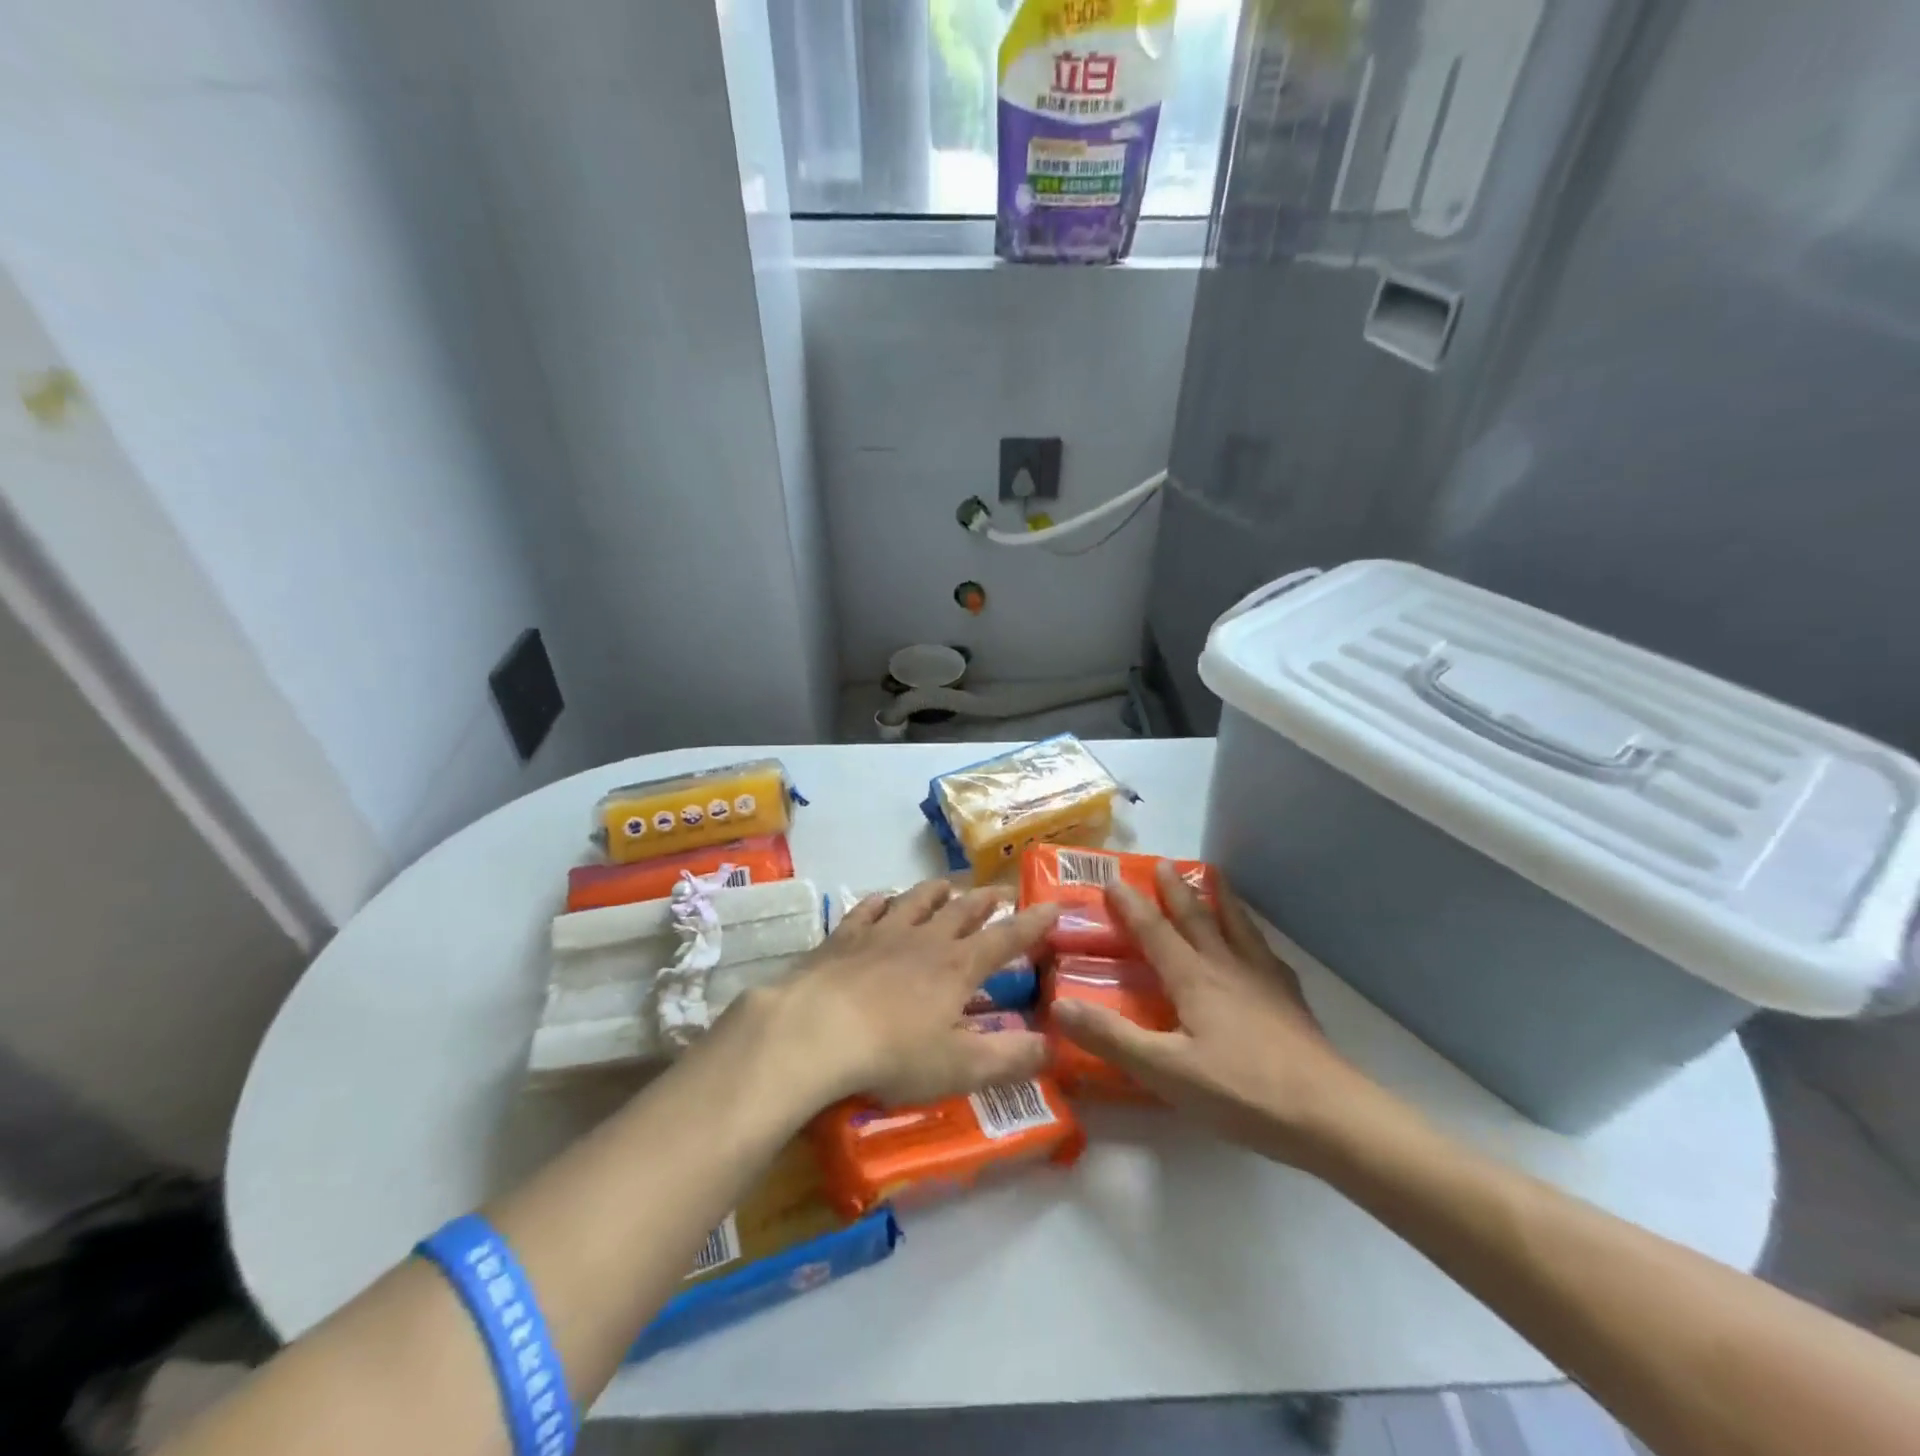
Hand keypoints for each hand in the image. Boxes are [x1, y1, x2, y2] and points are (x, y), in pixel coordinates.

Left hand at [746, 880, 1058, 1109]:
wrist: (815, 1030)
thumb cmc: (893, 1053)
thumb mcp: (961, 1068)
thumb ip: (1011, 1059)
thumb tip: (1055, 1047)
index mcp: (959, 966)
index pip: (1007, 937)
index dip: (1034, 923)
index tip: (1054, 905)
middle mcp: (925, 938)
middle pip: (964, 909)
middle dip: (987, 899)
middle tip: (1001, 891)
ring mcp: (882, 931)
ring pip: (918, 898)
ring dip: (939, 891)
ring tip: (949, 886)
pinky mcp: (844, 936)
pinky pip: (869, 907)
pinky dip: (883, 900)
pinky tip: (883, 899)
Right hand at [1049, 862, 1382, 1166]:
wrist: (1330, 1117)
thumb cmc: (1241, 1092)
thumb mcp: (1165, 1070)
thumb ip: (1112, 1037)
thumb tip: (1059, 1005)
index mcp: (1194, 978)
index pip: (1155, 931)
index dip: (1131, 905)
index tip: (1112, 878)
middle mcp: (1228, 967)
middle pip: (1197, 918)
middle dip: (1175, 890)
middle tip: (1163, 863)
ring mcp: (1265, 982)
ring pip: (1237, 927)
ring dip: (1220, 899)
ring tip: (1215, 877)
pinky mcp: (1290, 1002)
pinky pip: (1266, 953)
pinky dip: (1254, 936)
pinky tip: (1259, 948)